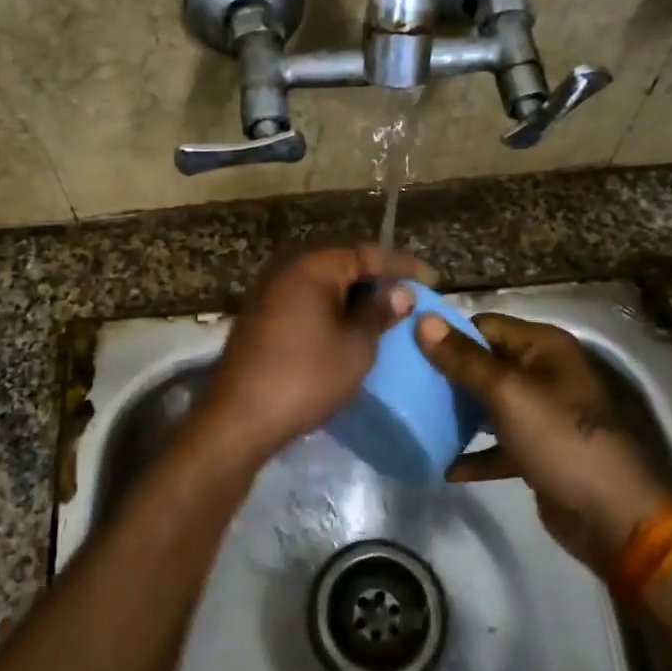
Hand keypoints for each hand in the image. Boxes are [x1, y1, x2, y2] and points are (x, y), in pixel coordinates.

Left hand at [189, 245, 434, 465]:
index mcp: (312, 267)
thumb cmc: (306, 377)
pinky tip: (345, 328)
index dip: (401, 265)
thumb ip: (379, 314)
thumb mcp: (355, 348)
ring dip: (351, 295)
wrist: (239, 417)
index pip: (366, 253)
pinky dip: (329, 308)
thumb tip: (399, 292)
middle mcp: (286, 269)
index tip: (431, 279)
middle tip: (406, 296)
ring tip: (381, 314)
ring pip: (321, 283)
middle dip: (375, 278)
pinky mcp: (259, 316)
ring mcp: (268, 292)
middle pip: (341, 263)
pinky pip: (304, 300)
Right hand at [415, 313, 671, 570]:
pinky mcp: (537, 451)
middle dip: (448, 375)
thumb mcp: (507, 393)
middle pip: (484, 363)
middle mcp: (544, 373)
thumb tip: (422, 320)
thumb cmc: (559, 439)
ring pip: (488, 404)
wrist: (610, 516)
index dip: (448, 335)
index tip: (407, 348)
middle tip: (404, 384)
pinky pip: (497, 443)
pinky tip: (443, 465)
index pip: (485, 326)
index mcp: (543, 347)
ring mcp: (541, 414)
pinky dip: (474, 452)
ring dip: (457, 413)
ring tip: (415, 418)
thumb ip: (463, 359)